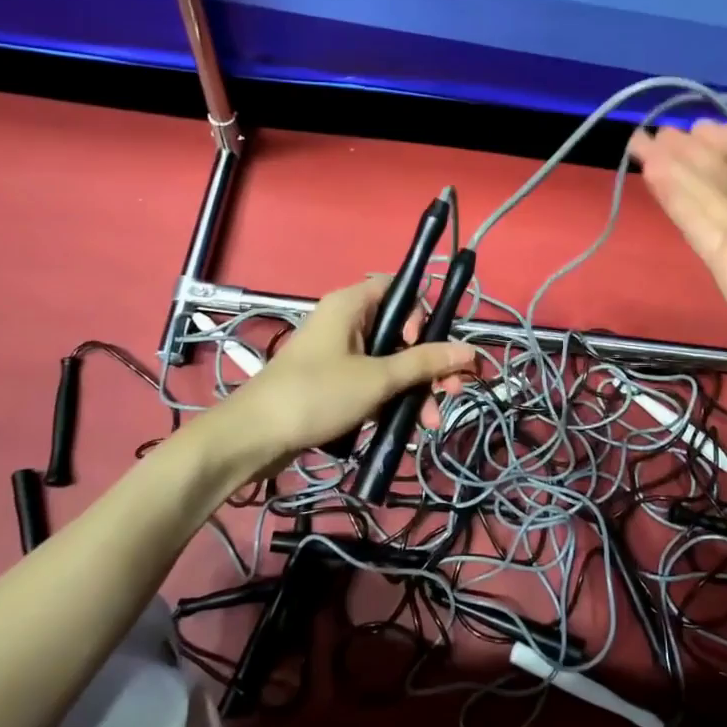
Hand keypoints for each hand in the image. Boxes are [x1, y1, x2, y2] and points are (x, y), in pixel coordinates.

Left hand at [198, 276, 476, 482]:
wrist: (255, 437)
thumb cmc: (317, 395)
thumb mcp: (377, 379)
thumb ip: (425, 363)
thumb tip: (471, 351)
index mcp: (351, 304)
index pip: (400, 289)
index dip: (421, 314)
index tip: (424, 346)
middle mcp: (347, 322)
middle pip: (401, 331)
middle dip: (429, 363)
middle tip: (451, 391)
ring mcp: (340, 354)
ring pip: (391, 361)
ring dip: (416, 388)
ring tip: (431, 422)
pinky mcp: (335, 382)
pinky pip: (374, 381)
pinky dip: (393, 400)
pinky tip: (408, 426)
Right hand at [631, 118, 726, 421]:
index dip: (724, 142)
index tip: (695, 125)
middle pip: (720, 174)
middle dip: (689, 152)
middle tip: (656, 131)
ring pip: (699, 194)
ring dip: (672, 169)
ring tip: (640, 142)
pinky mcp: (717, 260)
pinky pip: (692, 220)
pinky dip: (673, 197)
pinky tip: (652, 173)